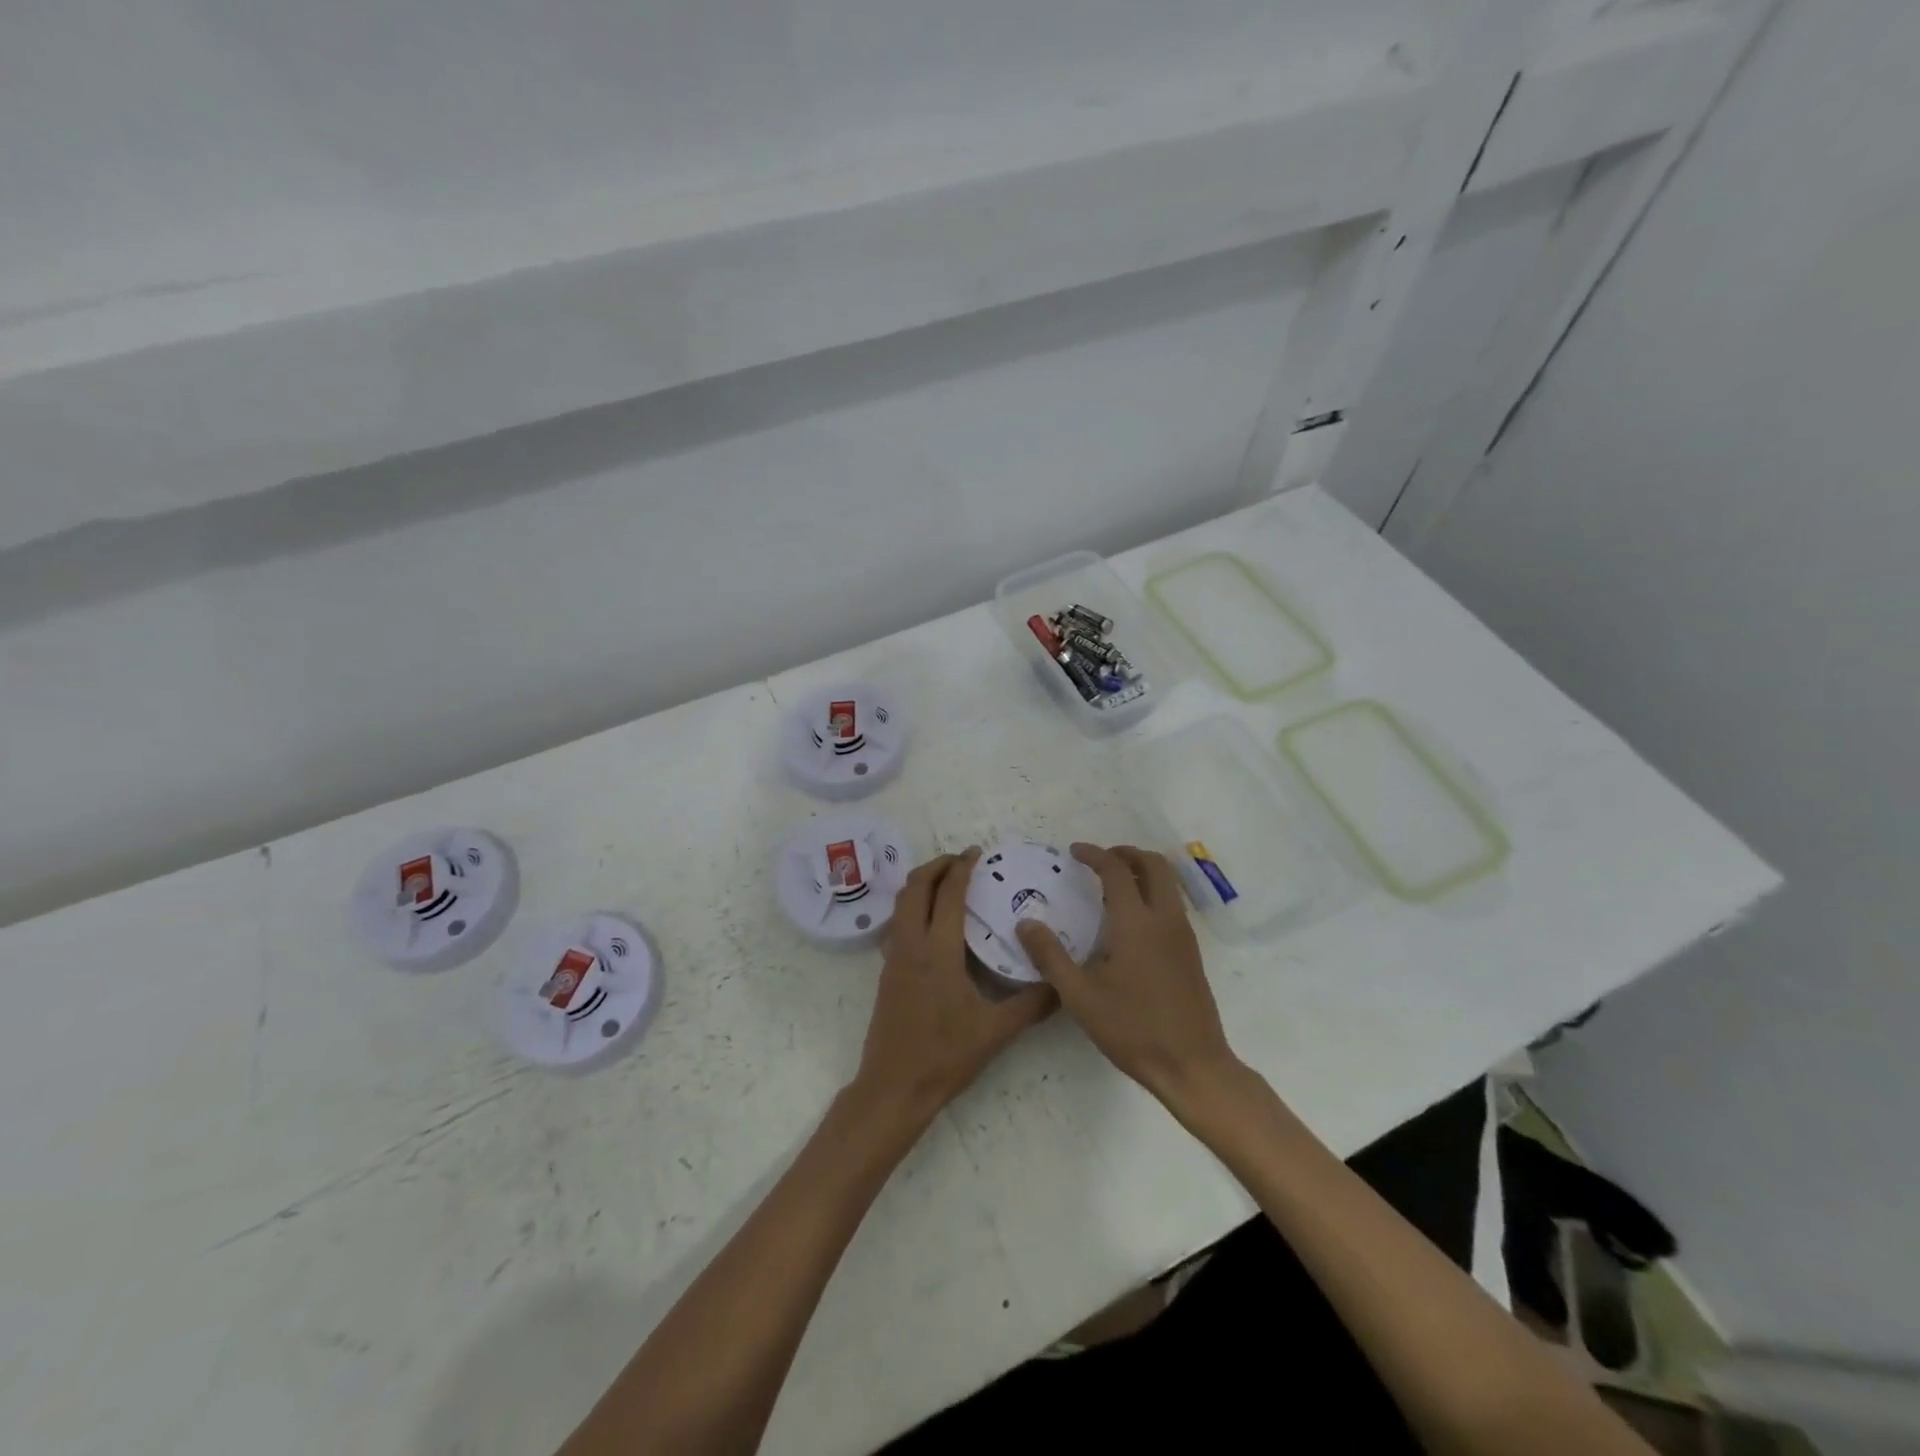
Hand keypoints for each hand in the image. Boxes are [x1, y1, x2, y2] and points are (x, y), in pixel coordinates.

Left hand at [851, 849, 1055, 1124]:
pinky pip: (897, 923)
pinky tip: (933, 922)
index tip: (977, 853)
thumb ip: (1032, 1005)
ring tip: (947, 882)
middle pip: (915, 888)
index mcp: (937, 953)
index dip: (961, 868)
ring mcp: (894, 958)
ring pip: (901, 904)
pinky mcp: (887, 972)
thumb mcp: (995, 1032)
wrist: (894, 1088)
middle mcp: (911, 946)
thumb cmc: (944, 1057)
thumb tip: (1063, 984)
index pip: (948, 896)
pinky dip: (913, 906)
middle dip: (936, 866)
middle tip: (962, 860)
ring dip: (921, 883)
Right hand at [1017, 844, 1240, 1104]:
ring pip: (1168, 882)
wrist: (1193, 1066)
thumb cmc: (1133, 1029)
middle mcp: (1165, 919)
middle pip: (1154, 864)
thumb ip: (1051, 956)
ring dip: (1142, 871)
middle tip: (1099, 860)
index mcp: (1137, 923)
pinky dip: (1153, 892)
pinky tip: (1130, 920)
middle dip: (1126, 853)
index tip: (1073, 852)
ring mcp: (1184, 935)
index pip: (1116, 870)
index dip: (1094, 854)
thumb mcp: (1081, 996)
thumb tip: (1025, 923)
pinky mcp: (1191, 952)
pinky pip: (1172, 903)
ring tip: (1112, 885)